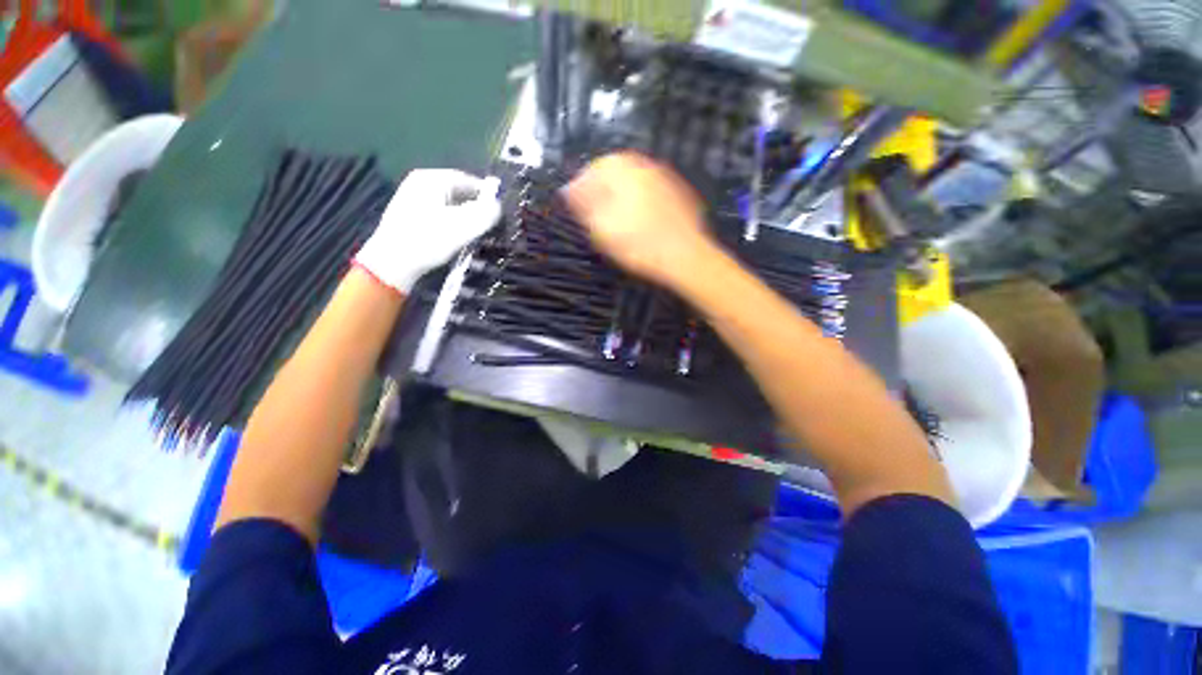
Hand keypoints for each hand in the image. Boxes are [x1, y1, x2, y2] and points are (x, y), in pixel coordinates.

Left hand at [354, 169, 500, 293]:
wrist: (391, 264)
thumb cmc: (428, 240)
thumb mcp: (463, 227)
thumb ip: (486, 213)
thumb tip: (499, 205)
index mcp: (431, 179)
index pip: (468, 180)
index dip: (487, 195)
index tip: (500, 212)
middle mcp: (420, 183)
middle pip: (458, 192)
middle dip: (476, 207)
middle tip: (491, 224)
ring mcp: (412, 199)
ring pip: (449, 205)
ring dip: (465, 217)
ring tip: (476, 233)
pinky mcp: (409, 216)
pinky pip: (439, 214)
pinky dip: (452, 223)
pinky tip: (456, 238)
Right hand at [564, 152, 716, 289]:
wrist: (684, 257)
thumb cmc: (638, 244)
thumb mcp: (602, 228)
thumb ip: (583, 205)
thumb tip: (569, 190)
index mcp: (624, 170)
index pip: (594, 167)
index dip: (581, 184)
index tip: (574, 201)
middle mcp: (646, 166)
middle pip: (616, 170)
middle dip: (602, 187)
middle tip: (594, 209)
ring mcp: (666, 179)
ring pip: (635, 180)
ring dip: (621, 193)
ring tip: (615, 216)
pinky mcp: (679, 195)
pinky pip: (652, 191)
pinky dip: (640, 200)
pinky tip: (639, 219)